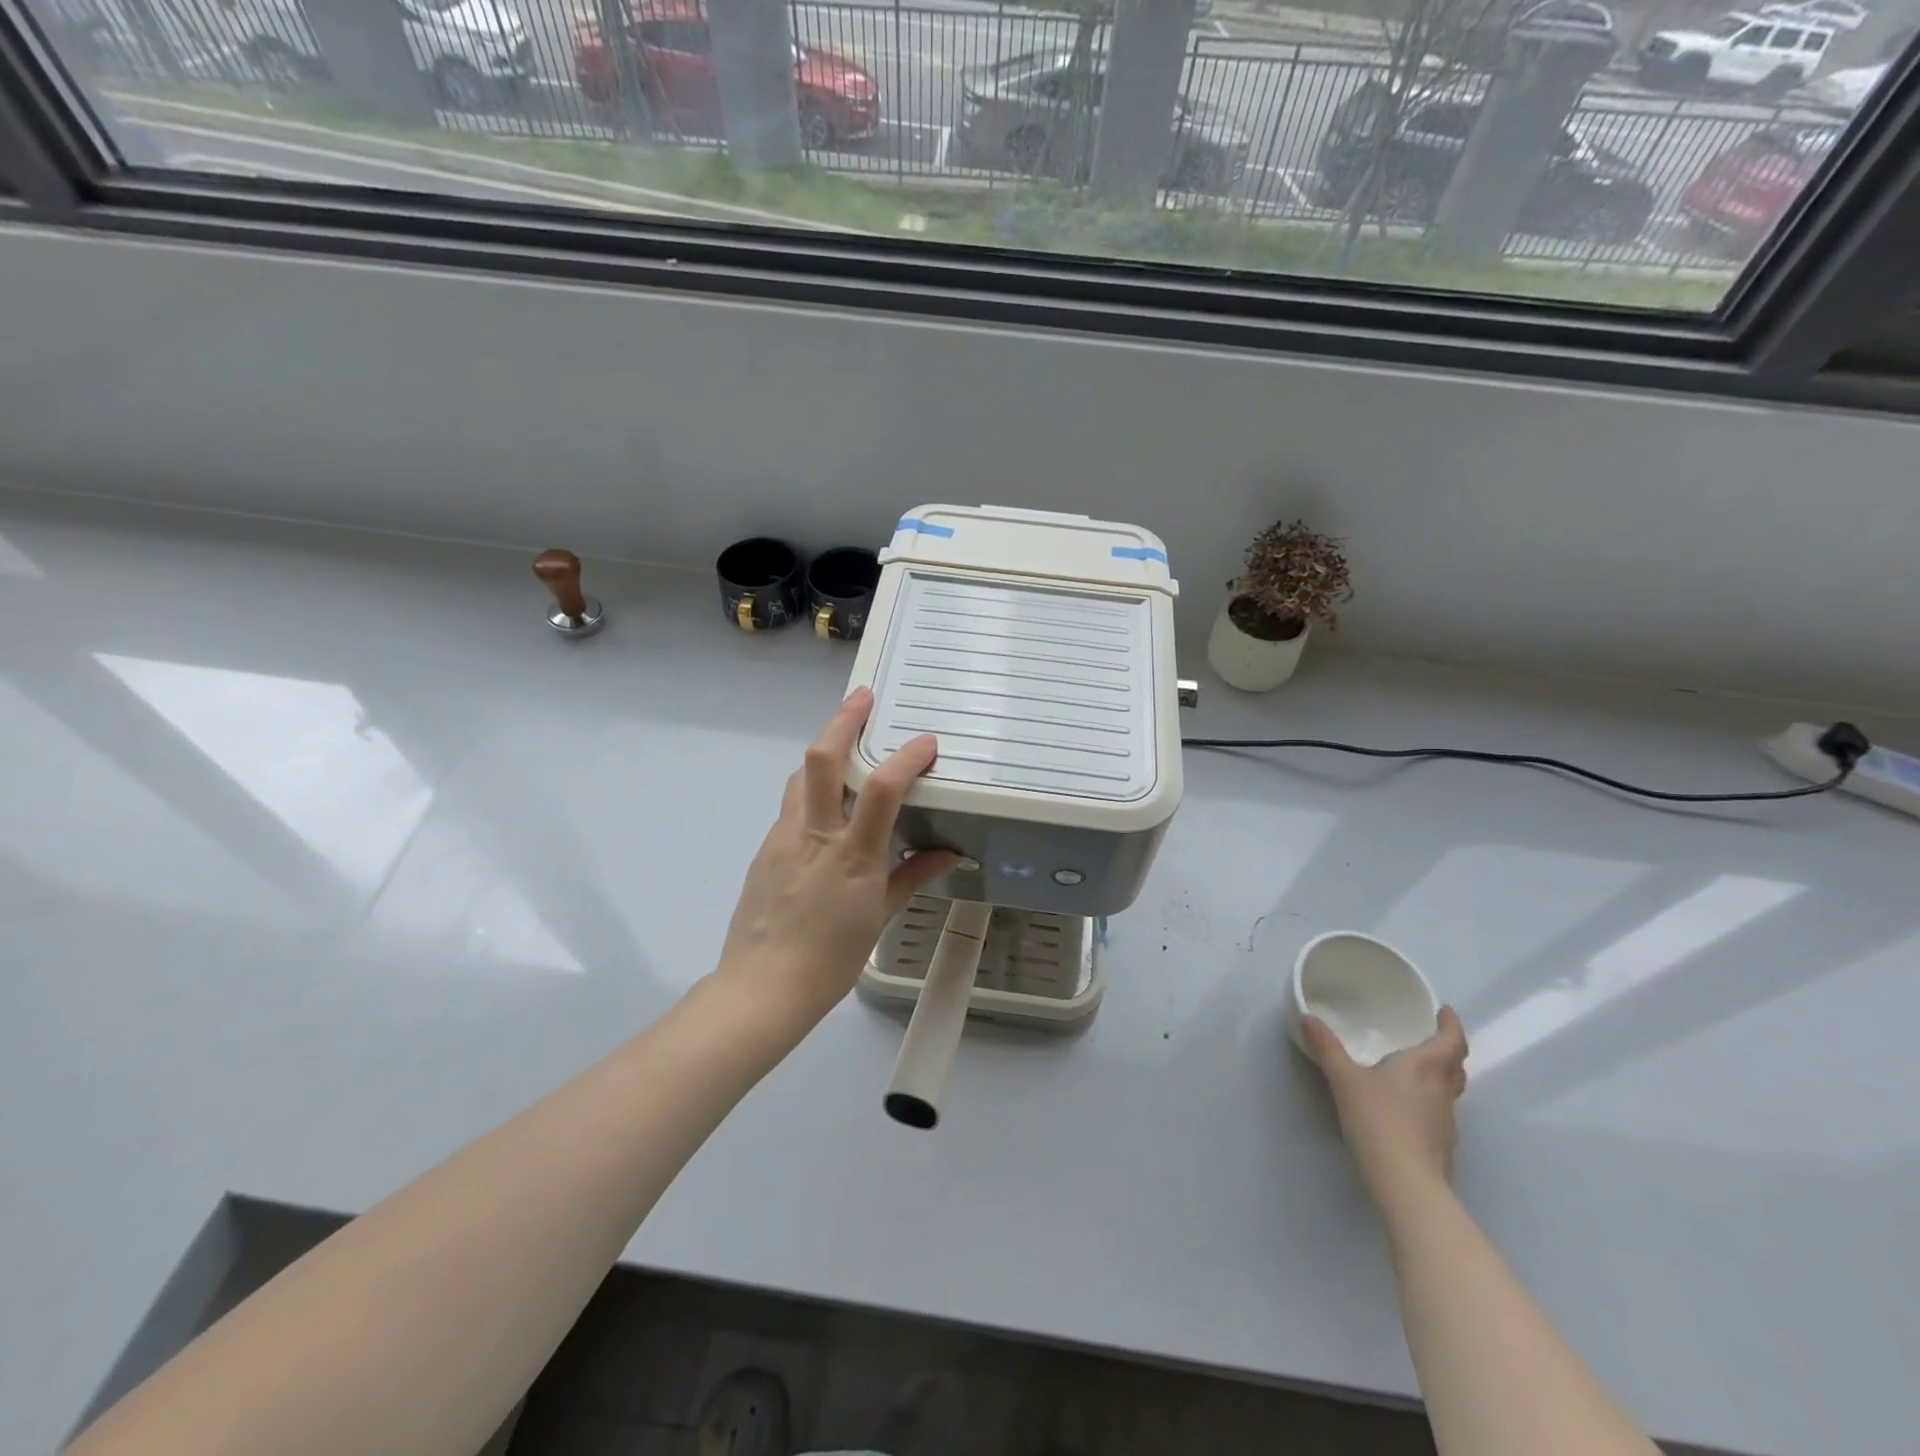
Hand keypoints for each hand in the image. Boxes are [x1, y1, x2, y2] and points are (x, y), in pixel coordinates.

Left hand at [714, 688, 959, 1032]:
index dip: (907, 758)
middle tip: (862, 698)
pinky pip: (790, 806)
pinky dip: (809, 790)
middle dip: (842, 720)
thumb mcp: (879, 916)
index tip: (926, 742)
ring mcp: (784, 837)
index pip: (883, 791)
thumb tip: (949, 854)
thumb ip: (914, 876)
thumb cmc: (831, 958)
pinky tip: (823, 806)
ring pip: (799, 776)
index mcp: (851, 855)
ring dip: (823, 750)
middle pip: (821, 760)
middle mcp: (814, 835)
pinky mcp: (765, 847)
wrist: (762, 986)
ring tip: (843, 743)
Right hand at [1303, 1007, 1468, 1212]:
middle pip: (1456, 1065)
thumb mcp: (1345, 1080)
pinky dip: (1430, 1102)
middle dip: (1447, 1049)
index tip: (1444, 1011)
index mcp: (1425, 1067)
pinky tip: (1407, 1109)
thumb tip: (1309, 1017)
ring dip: (1440, 1076)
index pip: (1451, 1040)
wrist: (1407, 1184)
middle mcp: (1442, 1090)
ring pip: (1450, 1090)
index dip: (1451, 1024)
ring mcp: (1446, 1121)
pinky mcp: (1442, 1146)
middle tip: (1430, 1038)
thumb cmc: (1378, 1122)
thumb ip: (1327, 1048)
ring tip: (1415, 1070)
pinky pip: (1440, 1113)